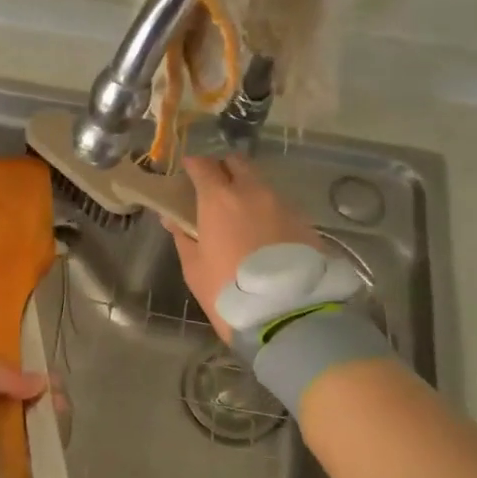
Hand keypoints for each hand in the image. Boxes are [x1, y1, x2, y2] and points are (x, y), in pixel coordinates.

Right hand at [166, 154, 322, 341]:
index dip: (193, 165)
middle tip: (214, 190)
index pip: (203, 164)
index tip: (187, 173)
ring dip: (248, 191)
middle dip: (223, 170)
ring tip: (241, 217)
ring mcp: (283, 204)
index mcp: (219, 198)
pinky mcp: (304, 221)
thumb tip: (172, 218)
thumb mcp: (194, 268)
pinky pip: (280, 205)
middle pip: (237, 163)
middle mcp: (253, 192)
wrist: (286, 314)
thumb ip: (183, 237)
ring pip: (261, 184)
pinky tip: (264, 234)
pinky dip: (268, 211)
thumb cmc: (227, 290)